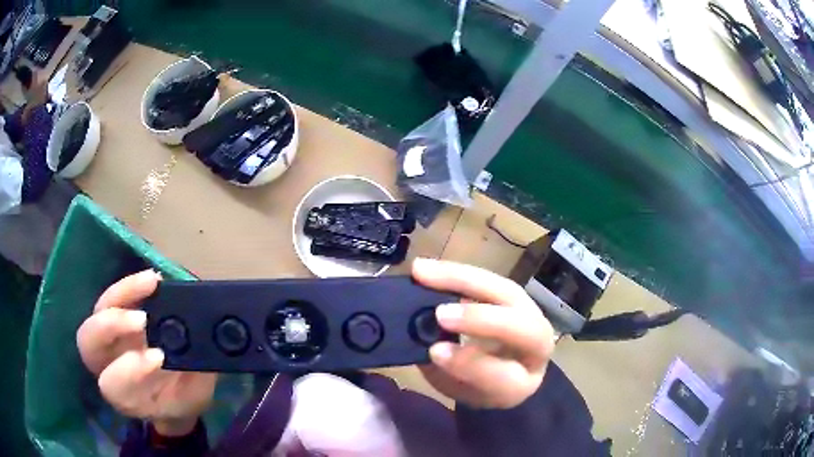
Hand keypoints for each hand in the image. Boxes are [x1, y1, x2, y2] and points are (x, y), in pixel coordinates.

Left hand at [76, 270, 216, 435]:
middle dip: (111, 326)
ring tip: (152, 283)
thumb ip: (190, 374)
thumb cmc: (183, 397)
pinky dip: (131, 286)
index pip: (114, 386)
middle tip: (144, 318)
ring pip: (98, 311)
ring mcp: (108, 337)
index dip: (130, 371)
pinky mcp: (116, 315)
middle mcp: (106, 366)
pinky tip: (154, 280)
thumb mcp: (192, 396)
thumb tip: (198, 343)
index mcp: (125, 397)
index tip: (160, 356)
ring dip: (122, 295)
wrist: (174, 388)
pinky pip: (115, 296)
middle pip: (88, 344)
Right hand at [412, 258, 553, 408]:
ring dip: (464, 281)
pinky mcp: (516, 296)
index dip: (471, 364)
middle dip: (483, 320)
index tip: (435, 352)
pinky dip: (459, 273)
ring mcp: (531, 316)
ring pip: (508, 292)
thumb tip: (421, 338)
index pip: (505, 376)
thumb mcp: (456, 388)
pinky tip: (430, 268)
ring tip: (422, 273)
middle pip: (527, 330)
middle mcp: (537, 350)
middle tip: (439, 313)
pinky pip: (492, 279)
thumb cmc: (475, 385)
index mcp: (521, 385)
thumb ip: (443, 368)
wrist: (499, 372)